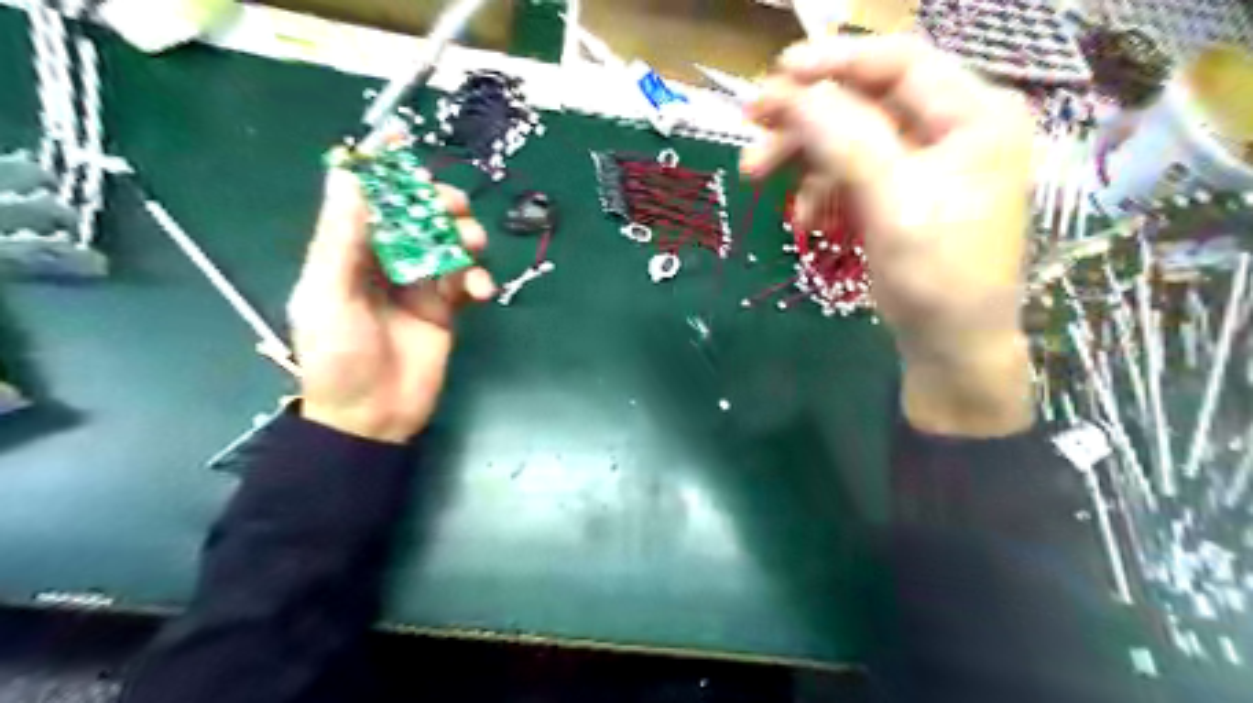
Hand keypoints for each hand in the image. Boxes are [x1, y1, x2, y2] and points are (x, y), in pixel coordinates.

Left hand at [285, 168, 495, 441]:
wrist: (372, 417)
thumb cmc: (338, 357)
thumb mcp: (328, 294)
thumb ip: (341, 238)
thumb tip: (349, 176)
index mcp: (348, 254)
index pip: (368, 201)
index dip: (384, 170)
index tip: (405, 140)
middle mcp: (385, 263)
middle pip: (417, 219)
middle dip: (437, 206)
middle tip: (455, 207)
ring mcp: (419, 286)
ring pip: (448, 245)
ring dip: (464, 238)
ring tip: (472, 246)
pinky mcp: (446, 310)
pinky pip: (467, 281)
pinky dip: (478, 279)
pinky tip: (480, 290)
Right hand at [743, 37, 1039, 439]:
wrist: (949, 347)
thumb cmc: (937, 276)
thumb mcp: (893, 202)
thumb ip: (846, 140)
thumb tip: (794, 92)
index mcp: (973, 115)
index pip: (899, 62)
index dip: (836, 60)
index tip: (778, 72)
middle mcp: (950, 129)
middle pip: (865, 102)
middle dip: (804, 118)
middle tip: (750, 126)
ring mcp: (922, 164)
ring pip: (848, 139)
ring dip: (802, 159)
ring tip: (756, 178)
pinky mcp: (898, 195)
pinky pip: (849, 175)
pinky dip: (819, 191)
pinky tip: (805, 218)